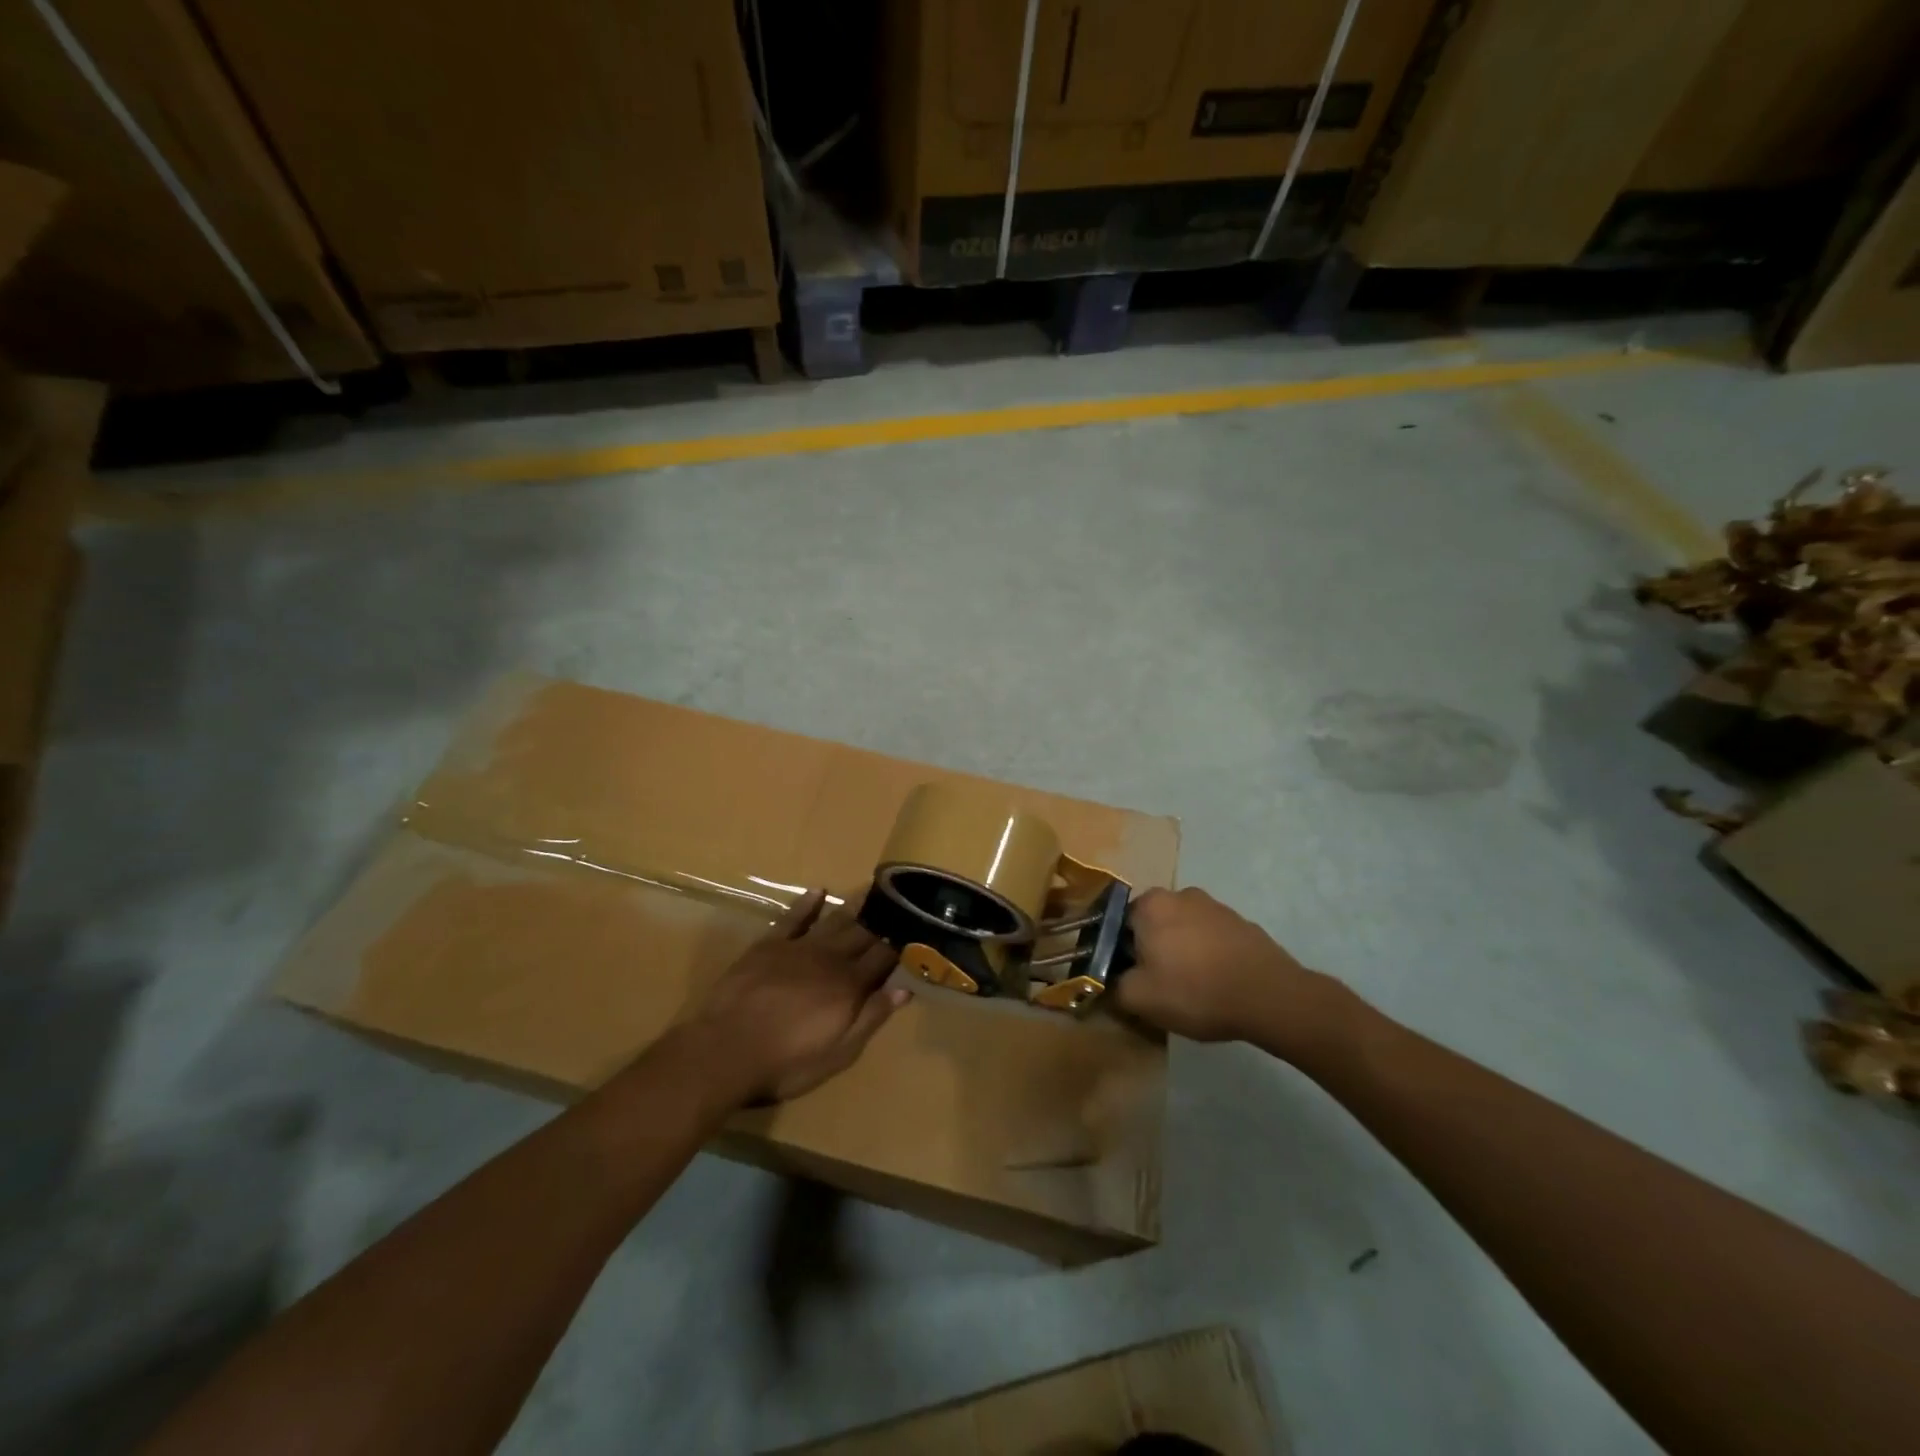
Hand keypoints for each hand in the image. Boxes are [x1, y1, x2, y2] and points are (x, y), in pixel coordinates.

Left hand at [696, 889, 907, 1103]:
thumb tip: (904, 989)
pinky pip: (793, 917)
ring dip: (853, 905)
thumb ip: (871, 1018)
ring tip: (870, 890)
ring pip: (833, 920)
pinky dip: (807, 903)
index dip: (899, 944)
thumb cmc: (786, 1063)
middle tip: (898, 901)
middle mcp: (829, 958)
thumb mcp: (838, 1054)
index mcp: (849, 986)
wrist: (725, 1051)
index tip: (914, 928)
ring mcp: (798, 948)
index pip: (882, 958)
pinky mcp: (769, 945)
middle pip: (862, 934)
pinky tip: (818, 891)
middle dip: (881, 919)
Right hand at [1115, 886, 1327, 1044]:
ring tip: (1190, 989)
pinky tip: (1216, 985)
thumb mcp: (1140, 998)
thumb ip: (1113, 986)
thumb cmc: (1195, 990)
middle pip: (1152, 924)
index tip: (1129, 979)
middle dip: (1151, 950)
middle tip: (1158, 986)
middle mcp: (1180, 894)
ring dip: (1181, 952)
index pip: (1118, 924)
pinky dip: (1208, 956)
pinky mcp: (1242, 923)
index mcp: (1150, 904)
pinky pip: (1212, 939)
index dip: (1119, 953)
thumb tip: (1108, 981)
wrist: (1270, 997)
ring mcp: (1215, 906)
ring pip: (1183, 930)